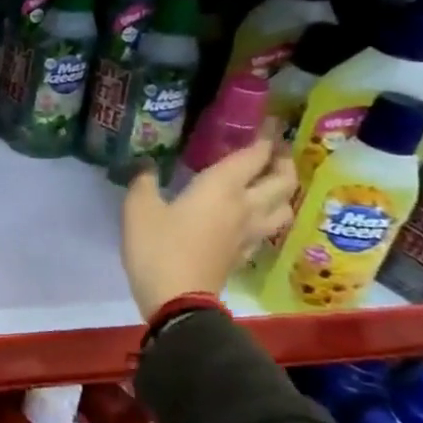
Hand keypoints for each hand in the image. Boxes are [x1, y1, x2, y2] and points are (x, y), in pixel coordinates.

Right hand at [121, 138, 297, 318]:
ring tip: (270, 183)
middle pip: (282, 179)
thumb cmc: (157, 248)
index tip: (268, 123)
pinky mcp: (245, 254)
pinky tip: (253, 216)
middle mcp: (245, 206)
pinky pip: (268, 228)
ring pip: (284, 205)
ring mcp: (250, 233)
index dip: (264, 137)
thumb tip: (145, 166)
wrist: (177, 300)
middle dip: (282, 160)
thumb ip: (144, 183)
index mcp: (222, 188)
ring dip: (283, 190)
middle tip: (273, 150)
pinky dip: (268, 215)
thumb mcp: (138, 210)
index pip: (254, 155)